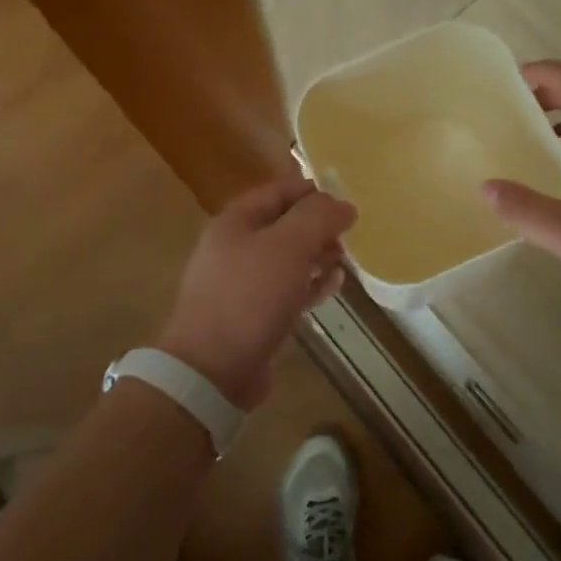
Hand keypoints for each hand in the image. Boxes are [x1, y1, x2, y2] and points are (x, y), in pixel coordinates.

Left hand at [156, 171, 357, 408]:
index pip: (280, 190)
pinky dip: (311, 284)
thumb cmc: (249, 296)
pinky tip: (334, 285)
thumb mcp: (288, 246)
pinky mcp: (252, 315)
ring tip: (344, 259)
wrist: (211, 370)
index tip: (347, 200)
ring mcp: (242, 283)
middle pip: (285, 224)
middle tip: (349, 234)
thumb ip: (318, 217)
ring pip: (288, 258)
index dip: (314, 191)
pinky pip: (287, 290)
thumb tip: (343, 205)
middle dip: (318, 226)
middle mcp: (235, 247)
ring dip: (317, 255)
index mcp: (236, 221)